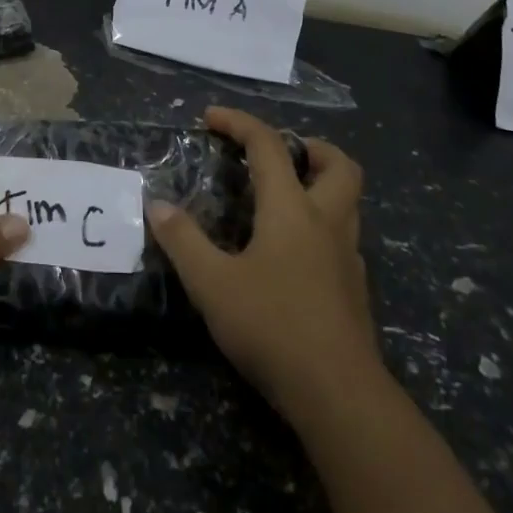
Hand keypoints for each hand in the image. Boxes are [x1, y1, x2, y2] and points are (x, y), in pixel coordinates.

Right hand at [148, 107, 378, 416]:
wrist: (339, 395)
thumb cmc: (272, 327)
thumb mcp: (212, 284)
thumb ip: (183, 241)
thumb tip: (157, 205)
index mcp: (291, 209)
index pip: (268, 144)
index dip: (239, 122)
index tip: (210, 117)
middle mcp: (326, 221)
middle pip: (337, 163)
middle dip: (309, 146)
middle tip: (275, 155)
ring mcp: (348, 256)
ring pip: (348, 200)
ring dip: (320, 183)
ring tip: (282, 197)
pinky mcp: (355, 288)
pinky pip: (343, 235)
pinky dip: (321, 224)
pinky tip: (292, 251)